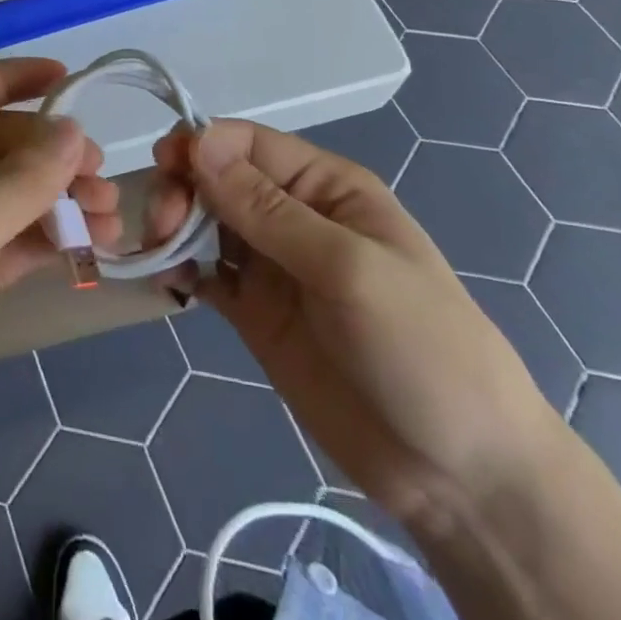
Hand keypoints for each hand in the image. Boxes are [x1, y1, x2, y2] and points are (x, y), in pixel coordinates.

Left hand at [0, 60, 120, 503]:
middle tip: (100, 173)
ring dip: (56, 197)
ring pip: (7, 192)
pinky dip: (46, 237)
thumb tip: (73, 130)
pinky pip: (10, 237)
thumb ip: (19, 182)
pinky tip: (88, 248)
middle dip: (47, 153)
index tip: (69, 78)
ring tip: (108, 217)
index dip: (12, 79)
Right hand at [148, 121, 557, 524]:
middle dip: (182, 189)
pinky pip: (204, 272)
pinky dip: (178, 267)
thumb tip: (199, 142)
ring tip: (158, 252)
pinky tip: (164, 278)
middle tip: (162, 226)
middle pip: (216, 178)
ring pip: (204, 221)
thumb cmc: (421, 350)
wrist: (461, 477)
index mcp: (324, 186)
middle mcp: (293, 215)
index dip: (201, 146)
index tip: (165, 170)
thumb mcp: (347, 268)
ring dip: (173, 224)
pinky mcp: (254, 312)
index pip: (246, 143)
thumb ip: (267, 209)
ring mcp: (271, 265)